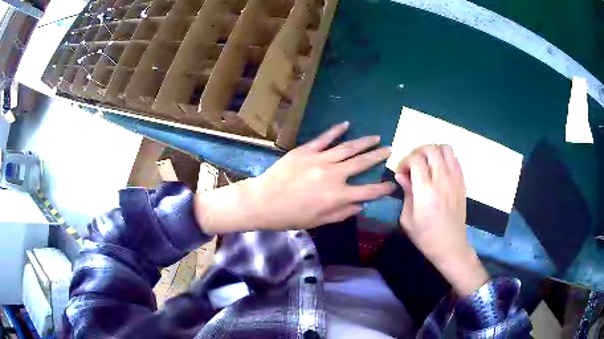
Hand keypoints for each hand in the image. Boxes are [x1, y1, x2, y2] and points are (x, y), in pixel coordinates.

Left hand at [195, 122, 394, 233]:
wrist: (263, 201)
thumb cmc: (290, 216)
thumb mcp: (319, 221)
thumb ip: (342, 213)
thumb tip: (360, 205)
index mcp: (338, 196)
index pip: (368, 191)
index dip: (383, 189)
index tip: (392, 184)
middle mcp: (334, 175)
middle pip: (362, 163)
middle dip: (378, 156)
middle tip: (390, 149)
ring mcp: (320, 159)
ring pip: (347, 147)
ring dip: (364, 142)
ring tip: (376, 137)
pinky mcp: (306, 150)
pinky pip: (324, 138)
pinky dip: (336, 130)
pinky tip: (346, 124)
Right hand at [395, 145, 487, 296]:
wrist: (451, 246)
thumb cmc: (426, 236)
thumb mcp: (407, 219)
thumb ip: (406, 193)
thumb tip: (400, 175)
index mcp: (426, 191)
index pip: (416, 159)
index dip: (406, 161)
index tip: (402, 172)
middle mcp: (442, 180)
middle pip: (431, 149)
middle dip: (418, 152)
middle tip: (413, 165)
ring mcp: (455, 179)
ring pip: (446, 149)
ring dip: (434, 151)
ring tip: (427, 164)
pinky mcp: (462, 182)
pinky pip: (455, 159)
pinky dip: (445, 158)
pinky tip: (439, 170)